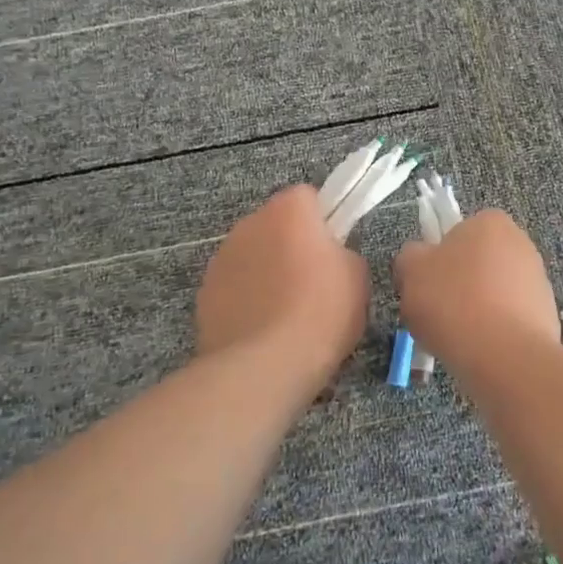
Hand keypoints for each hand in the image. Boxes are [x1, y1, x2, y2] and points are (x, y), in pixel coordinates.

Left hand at [196, 185, 369, 383]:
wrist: (263, 366)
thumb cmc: (320, 313)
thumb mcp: (357, 277)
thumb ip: (343, 253)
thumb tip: (329, 258)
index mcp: (288, 210)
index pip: (307, 197)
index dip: (324, 220)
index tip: (334, 250)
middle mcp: (249, 223)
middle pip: (276, 225)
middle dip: (292, 246)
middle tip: (315, 284)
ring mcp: (221, 258)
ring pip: (253, 256)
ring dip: (267, 273)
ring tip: (287, 316)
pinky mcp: (205, 293)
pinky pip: (235, 288)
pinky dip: (247, 301)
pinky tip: (263, 333)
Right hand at [394, 210, 561, 367]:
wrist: (505, 356)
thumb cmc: (453, 302)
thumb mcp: (411, 270)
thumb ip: (410, 256)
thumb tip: (419, 258)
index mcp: (489, 222)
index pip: (456, 232)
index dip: (436, 258)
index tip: (425, 285)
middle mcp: (520, 243)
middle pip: (475, 262)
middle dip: (457, 284)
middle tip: (436, 311)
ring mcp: (538, 279)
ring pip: (492, 292)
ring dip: (475, 309)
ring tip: (457, 337)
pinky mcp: (546, 314)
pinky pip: (508, 318)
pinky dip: (494, 330)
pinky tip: (479, 349)